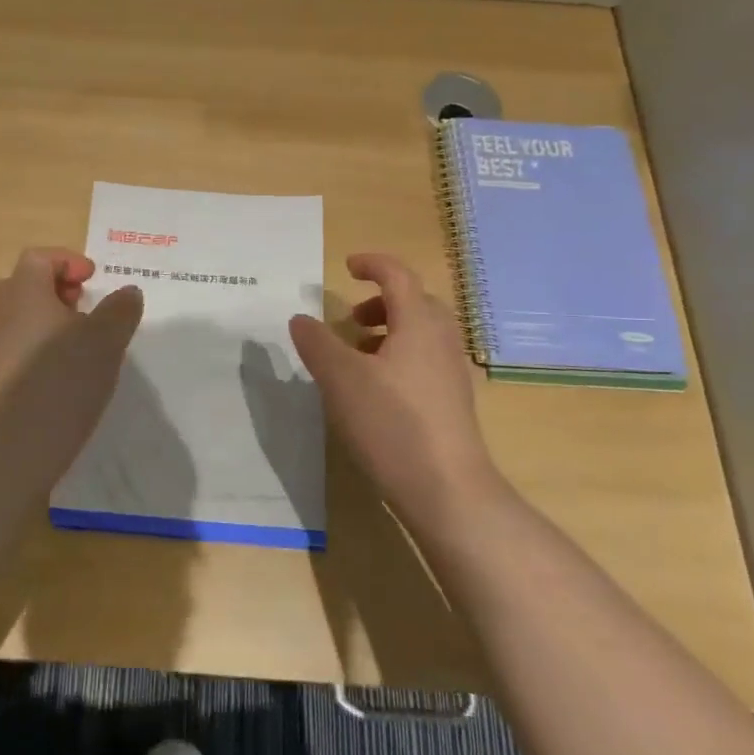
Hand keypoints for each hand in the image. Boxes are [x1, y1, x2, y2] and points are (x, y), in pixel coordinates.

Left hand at [0, 248, 144, 484]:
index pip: (38, 258)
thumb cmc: (57, 383)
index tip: (94, 281)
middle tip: (88, 312)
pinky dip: (45, 357)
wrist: (3, 453)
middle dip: (59, 293)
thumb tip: (128, 291)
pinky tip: (70, 384)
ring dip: (54, 327)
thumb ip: (119, 312)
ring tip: (87, 351)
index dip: (68, 261)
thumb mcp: (104, 343)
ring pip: (24, 323)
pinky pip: (21, 355)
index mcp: (25, 294)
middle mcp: (3, 317)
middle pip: (26, 287)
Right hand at [289, 252, 504, 525]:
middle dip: (382, 302)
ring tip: (356, 357)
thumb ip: (317, 343)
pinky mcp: (453, 403)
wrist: (447, 490)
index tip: (347, 266)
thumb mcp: (341, 379)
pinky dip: (399, 358)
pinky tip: (376, 391)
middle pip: (416, 303)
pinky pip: (425, 362)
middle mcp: (442, 341)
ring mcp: (452, 373)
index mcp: (419, 324)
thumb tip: (300, 318)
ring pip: (422, 334)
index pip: (398, 276)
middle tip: (351, 319)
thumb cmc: (392, 423)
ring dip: (389, 332)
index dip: (373, 264)